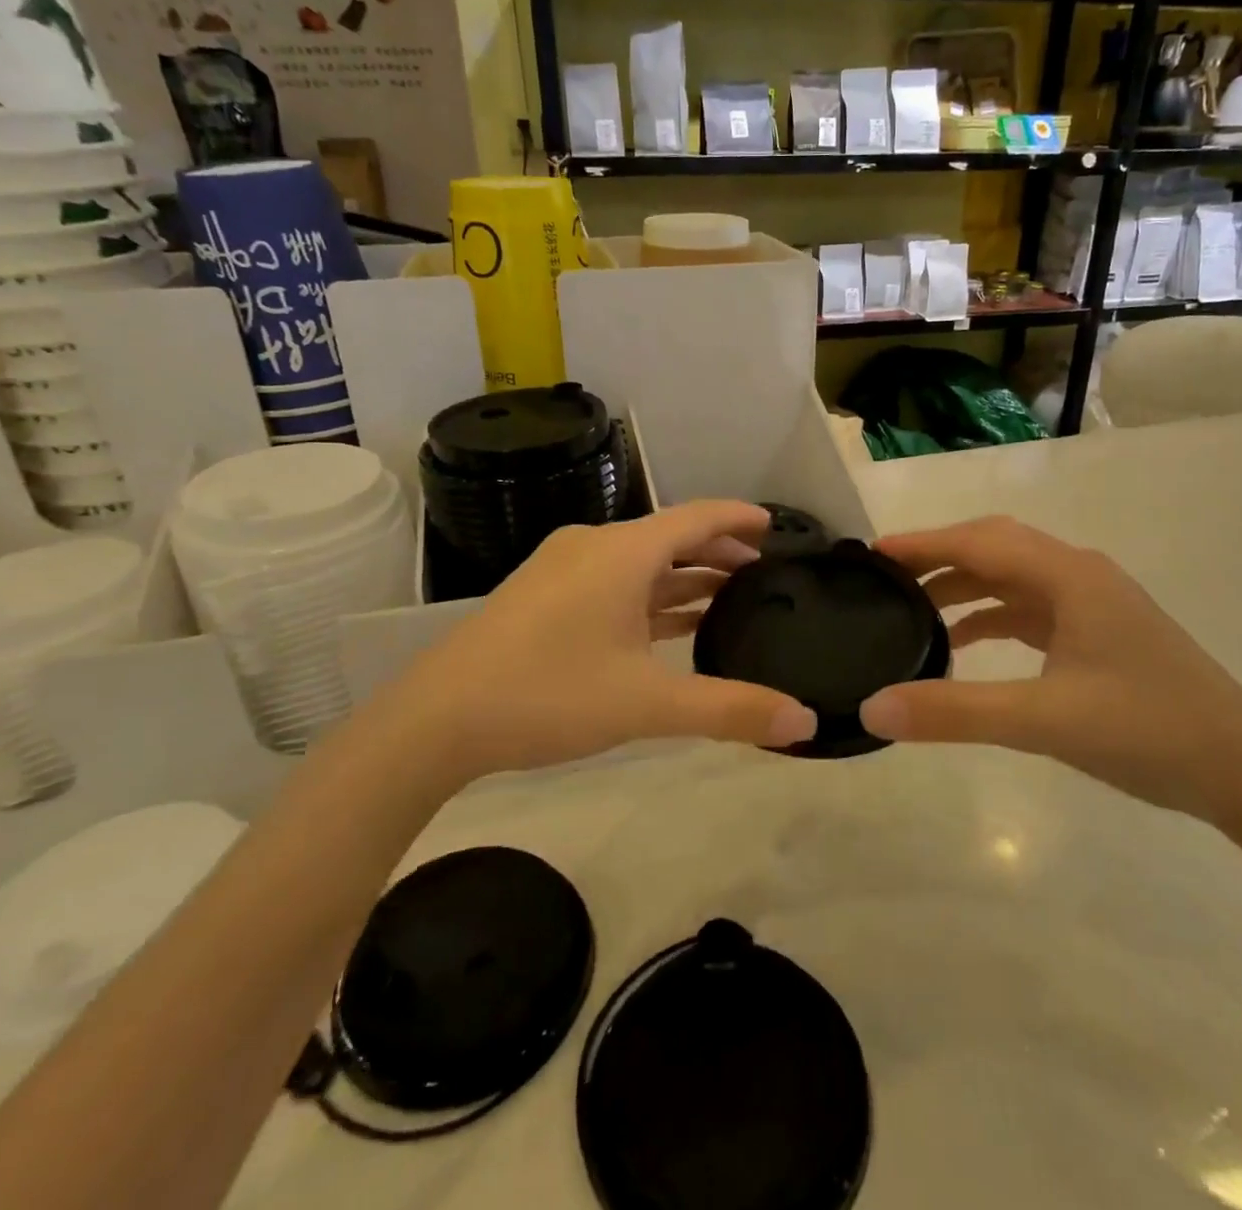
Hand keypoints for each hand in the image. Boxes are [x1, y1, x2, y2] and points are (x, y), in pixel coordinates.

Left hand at [395, 500, 816, 780]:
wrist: (436, 720)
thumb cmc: (549, 695)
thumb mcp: (646, 705)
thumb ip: (729, 710)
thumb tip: (804, 724)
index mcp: (622, 553)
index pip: (697, 517)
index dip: (740, 518)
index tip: (776, 526)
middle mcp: (594, 547)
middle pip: (670, 536)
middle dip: (717, 551)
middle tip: (761, 572)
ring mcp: (563, 570)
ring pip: (640, 562)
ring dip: (683, 576)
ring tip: (726, 595)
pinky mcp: (544, 596)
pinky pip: (613, 582)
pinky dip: (649, 596)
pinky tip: (669, 623)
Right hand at [859, 516, 1241, 821]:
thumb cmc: (1149, 731)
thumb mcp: (1043, 722)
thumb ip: (955, 712)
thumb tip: (872, 707)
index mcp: (1069, 576)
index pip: (978, 542)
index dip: (922, 543)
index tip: (870, 554)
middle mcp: (1080, 575)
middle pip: (993, 547)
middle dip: (938, 557)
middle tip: (884, 577)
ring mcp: (1092, 604)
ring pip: (1011, 577)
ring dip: (962, 586)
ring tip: (911, 608)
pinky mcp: (1098, 633)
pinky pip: (1029, 608)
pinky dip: (990, 615)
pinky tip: (963, 642)